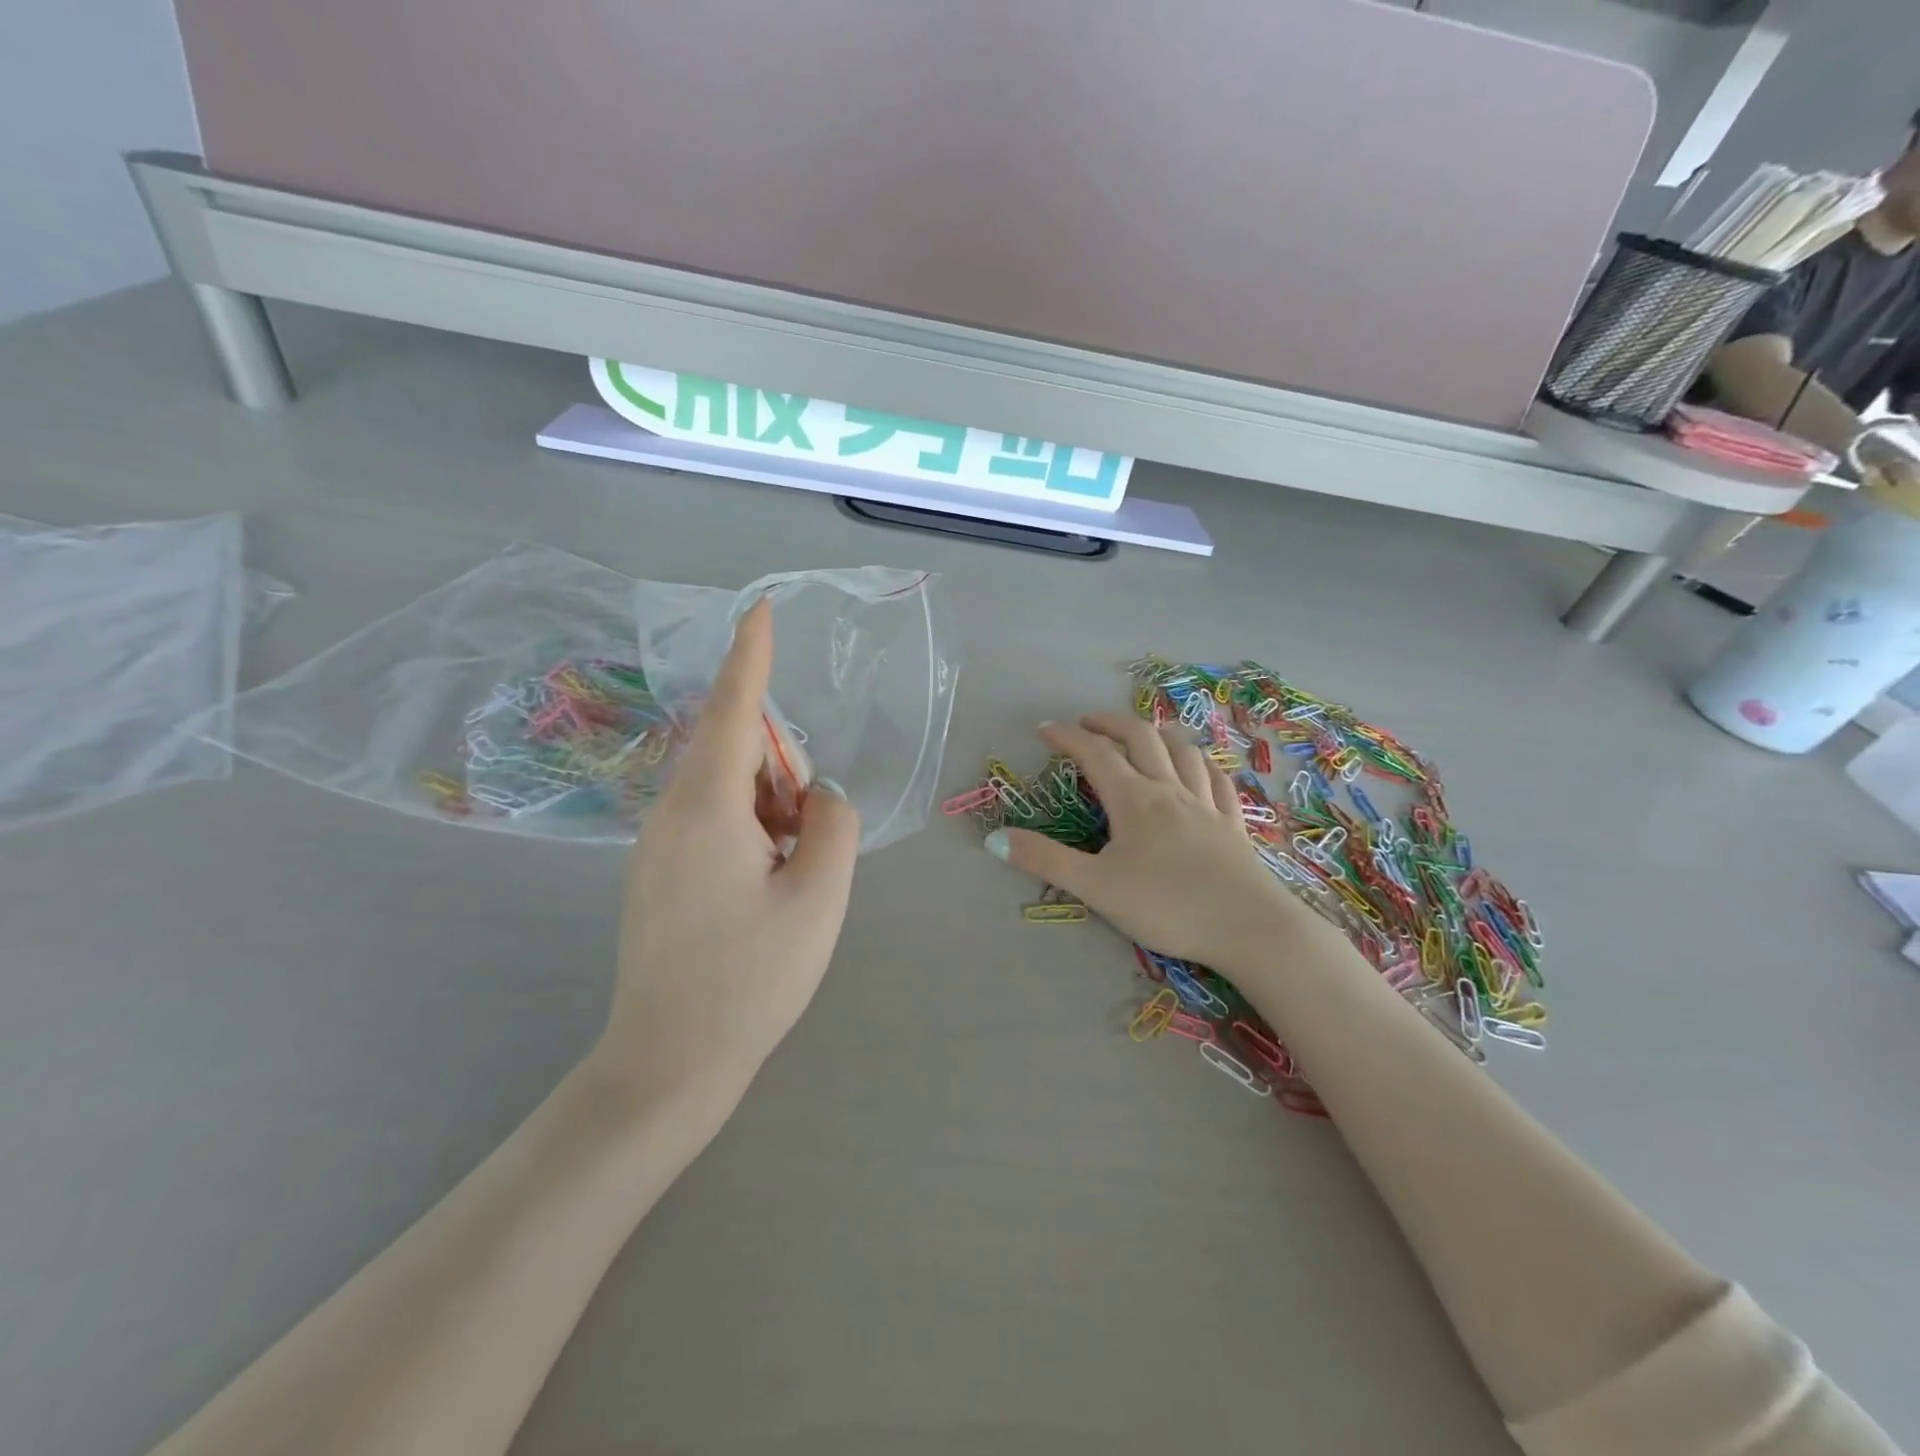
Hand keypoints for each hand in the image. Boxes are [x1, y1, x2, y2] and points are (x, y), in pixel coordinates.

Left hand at [599, 599, 860, 1111]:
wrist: (668, 1064)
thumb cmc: (751, 980)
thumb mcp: (819, 897)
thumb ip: (834, 823)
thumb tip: (818, 797)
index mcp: (707, 810)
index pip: (735, 711)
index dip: (751, 656)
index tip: (758, 608)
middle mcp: (671, 815)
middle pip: (738, 754)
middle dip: (784, 775)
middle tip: (808, 842)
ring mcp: (656, 846)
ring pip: (727, 792)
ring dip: (771, 811)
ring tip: (788, 880)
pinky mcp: (655, 874)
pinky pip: (711, 823)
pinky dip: (750, 834)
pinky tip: (762, 893)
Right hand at [985, 715, 1303, 969]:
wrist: (1249, 928)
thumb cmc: (1167, 906)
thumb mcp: (1096, 887)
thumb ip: (1045, 860)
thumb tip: (995, 838)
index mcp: (1135, 800)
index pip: (1095, 754)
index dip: (1068, 736)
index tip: (1045, 729)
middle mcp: (1170, 790)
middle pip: (1141, 739)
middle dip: (1111, 723)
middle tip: (1087, 723)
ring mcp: (1206, 805)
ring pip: (1182, 751)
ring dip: (1157, 734)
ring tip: (1141, 735)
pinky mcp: (1233, 825)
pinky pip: (1217, 780)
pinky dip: (1200, 763)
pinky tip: (1198, 767)